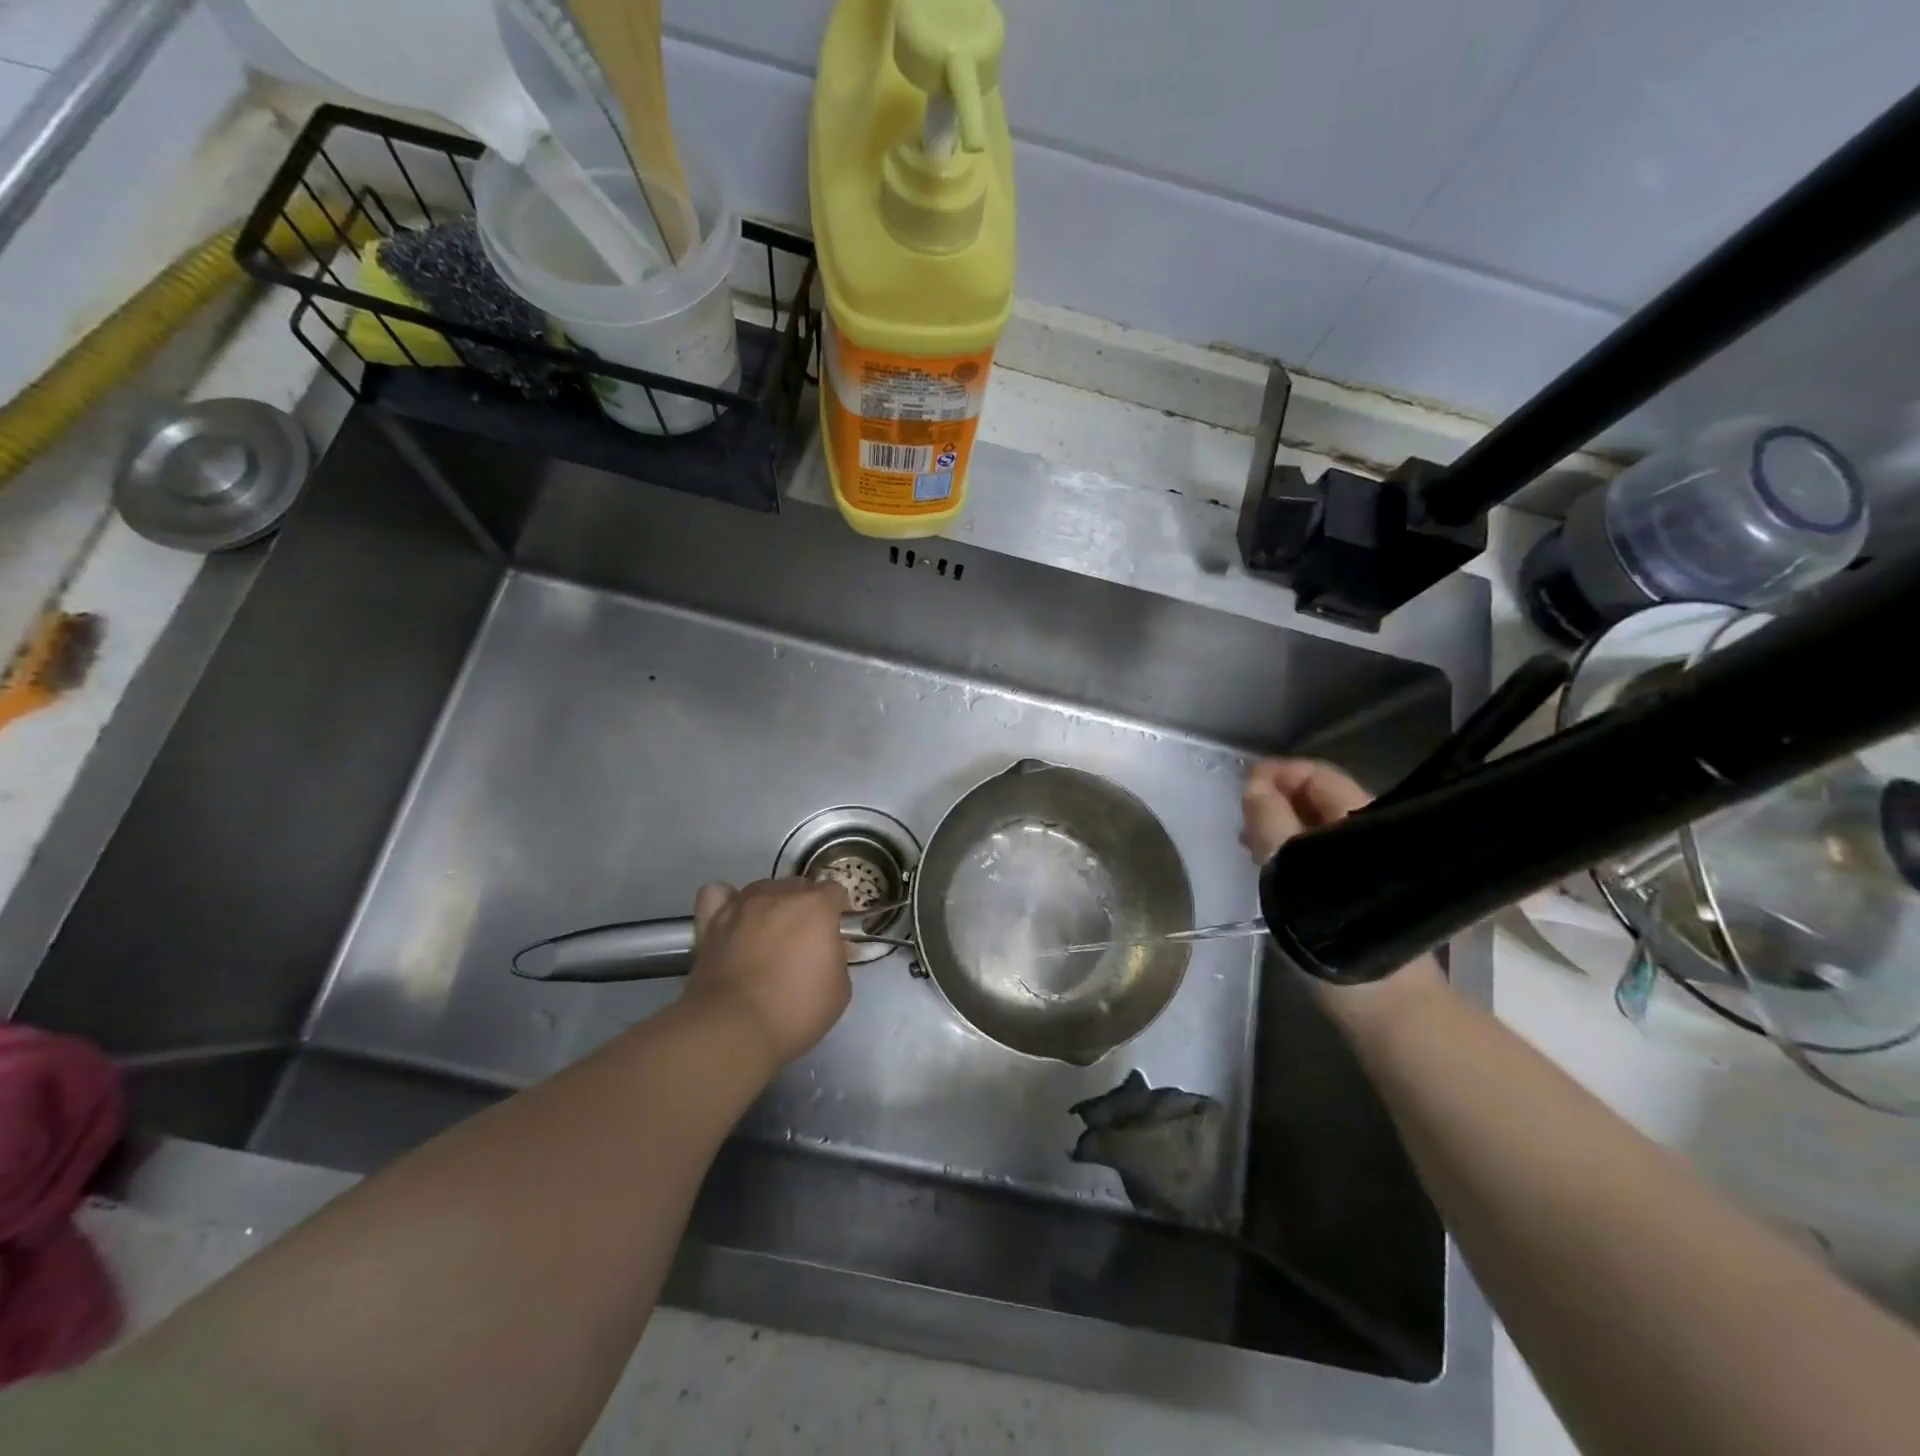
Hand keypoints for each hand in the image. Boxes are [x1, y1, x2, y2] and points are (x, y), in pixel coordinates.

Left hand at [682, 878, 852, 1069]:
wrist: (733, 1028)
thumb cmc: (795, 1009)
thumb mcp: (840, 989)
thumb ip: (838, 956)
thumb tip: (829, 948)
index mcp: (816, 906)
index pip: (835, 891)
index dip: (838, 913)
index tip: (836, 937)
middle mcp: (779, 894)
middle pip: (799, 887)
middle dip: (805, 908)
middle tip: (804, 943)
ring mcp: (742, 905)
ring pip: (762, 888)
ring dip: (771, 905)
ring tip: (768, 936)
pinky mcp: (711, 922)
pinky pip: (719, 894)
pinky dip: (728, 902)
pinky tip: (734, 919)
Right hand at [1241, 758, 1446, 1016]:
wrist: (1383, 1001)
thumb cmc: (1334, 931)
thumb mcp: (1290, 871)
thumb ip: (1270, 824)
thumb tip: (1255, 787)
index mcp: (1358, 820)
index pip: (1317, 775)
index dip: (1279, 773)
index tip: (1243, 788)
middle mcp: (1365, 833)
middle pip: (1316, 797)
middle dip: (1275, 798)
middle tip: (1241, 820)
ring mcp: (1364, 862)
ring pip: (1315, 826)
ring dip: (1279, 825)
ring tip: (1247, 844)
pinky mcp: (1357, 888)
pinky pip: (1318, 852)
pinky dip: (1290, 849)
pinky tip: (1269, 868)